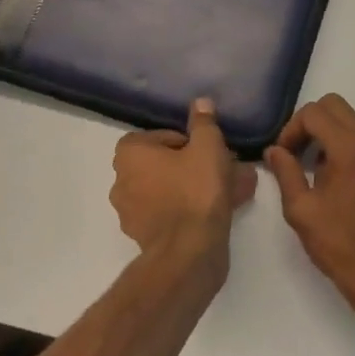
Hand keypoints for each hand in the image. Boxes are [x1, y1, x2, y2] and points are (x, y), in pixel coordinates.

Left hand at [111, 98, 254, 268]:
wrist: (189, 252)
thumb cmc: (195, 190)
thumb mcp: (207, 146)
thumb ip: (203, 122)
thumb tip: (200, 103)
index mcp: (129, 155)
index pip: (159, 136)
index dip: (187, 140)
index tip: (208, 149)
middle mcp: (122, 181)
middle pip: (164, 164)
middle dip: (194, 164)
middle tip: (224, 167)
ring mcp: (131, 212)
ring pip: (170, 189)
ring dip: (196, 186)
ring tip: (232, 187)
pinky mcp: (145, 237)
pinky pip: (171, 212)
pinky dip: (192, 208)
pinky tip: (223, 209)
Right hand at [264, 94, 354, 323]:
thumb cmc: (338, 246)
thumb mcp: (300, 210)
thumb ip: (285, 172)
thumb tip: (275, 150)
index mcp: (350, 150)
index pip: (315, 113)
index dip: (292, 128)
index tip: (284, 155)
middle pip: (338, 108)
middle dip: (312, 124)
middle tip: (299, 154)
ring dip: (333, 142)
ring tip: (321, 178)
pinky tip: (348, 194)